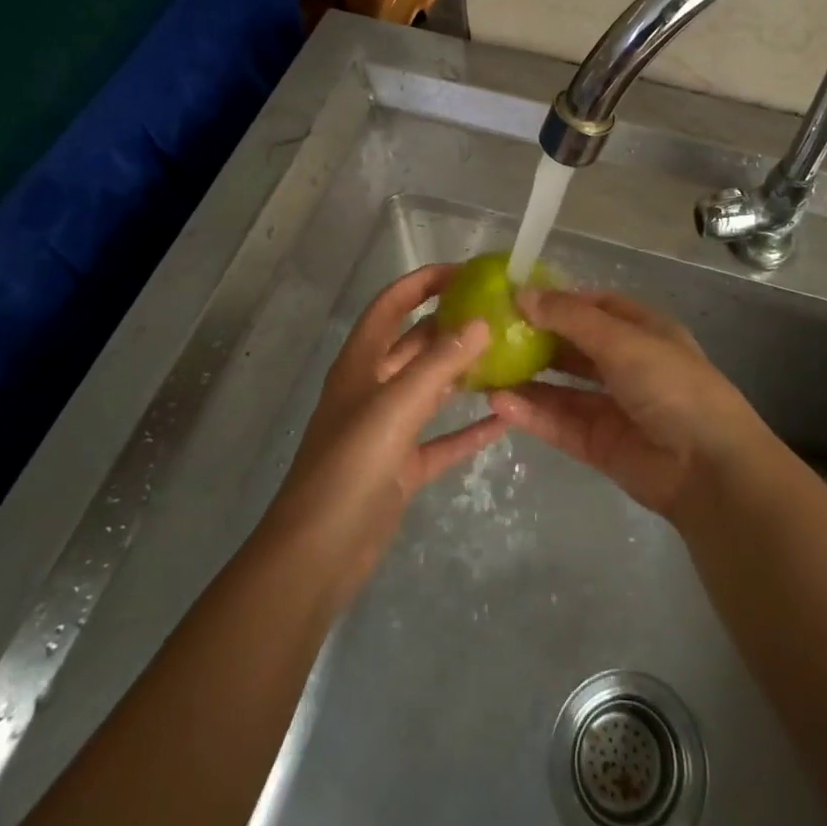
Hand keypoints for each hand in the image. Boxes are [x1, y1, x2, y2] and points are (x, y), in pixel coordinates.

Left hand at [261, 264, 503, 602]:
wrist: (318, 554)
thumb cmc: (350, 467)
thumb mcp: (396, 406)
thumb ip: (439, 363)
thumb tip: (482, 322)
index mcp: (360, 363)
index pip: (391, 304)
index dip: (423, 282)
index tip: (466, 271)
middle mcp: (373, 388)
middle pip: (415, 343)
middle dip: (452, 325)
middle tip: (499, 313)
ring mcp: (387, 429)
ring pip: (431, 389)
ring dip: (464, 373)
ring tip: (508, 356)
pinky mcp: (401, 467)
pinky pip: (442, 440)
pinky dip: (469, 430)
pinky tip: (505, 420)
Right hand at [489, 288, 769, 520]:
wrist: (708, 468)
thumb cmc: (671, 385)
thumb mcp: (622, 340)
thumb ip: (570, 318)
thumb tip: (522, 292)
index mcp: (641, 330)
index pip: (592, 306)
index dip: (556, 300)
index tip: (512, 296)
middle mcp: (625, 364)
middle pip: (571, 346)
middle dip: (534, 339)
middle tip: (487, 334)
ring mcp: (611, 405)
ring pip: (560, 387)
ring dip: (526, 378)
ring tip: (483, 369)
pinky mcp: (598, 443)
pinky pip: (558, 422)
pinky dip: (531, 412)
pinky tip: (499, 403)